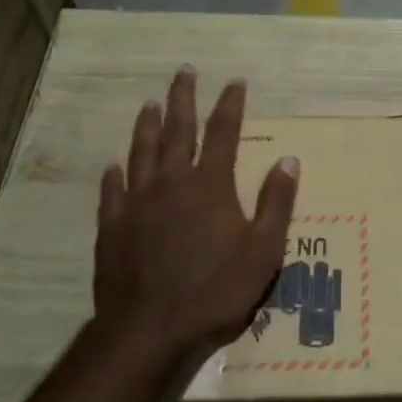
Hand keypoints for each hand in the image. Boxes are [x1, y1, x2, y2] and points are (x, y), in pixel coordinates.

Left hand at [92, 67, 299, 364]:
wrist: (150, 329)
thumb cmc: (216, 290)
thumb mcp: (263, 251)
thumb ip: (276, 203)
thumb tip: (288, 159)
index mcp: (210, 185)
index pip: (223, 133)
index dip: (230, 105)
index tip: (234, 81)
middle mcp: (171, 182)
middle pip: (177, 129)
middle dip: (183, 98)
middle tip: (183, 71)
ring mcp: (137, 202)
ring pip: (141, 152)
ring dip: (147, 125)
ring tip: (150, 103)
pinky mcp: (112, 226)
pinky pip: (112, 191)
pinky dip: (115, 174)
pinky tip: (114, 165)